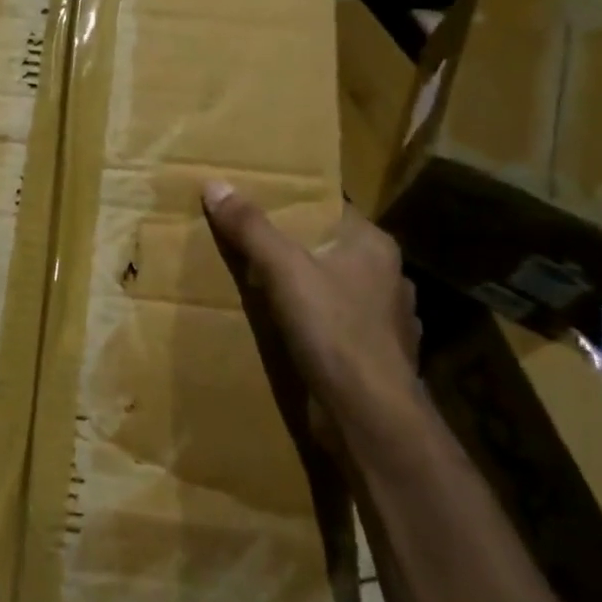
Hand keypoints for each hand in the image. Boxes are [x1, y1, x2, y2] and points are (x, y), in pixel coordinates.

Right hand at [201, 182, 420, 444]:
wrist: (371, 418)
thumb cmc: (334, 331)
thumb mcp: (283, 270)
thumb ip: (251, 227)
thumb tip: (216, 183)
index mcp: (373, 247)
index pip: (332, 208)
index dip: (295, 203)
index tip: (258, 199)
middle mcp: (386, 278)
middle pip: (330, 248)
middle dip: (293, 246)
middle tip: (248, 239)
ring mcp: (384, 321)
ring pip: (334, 289)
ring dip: (305, 287)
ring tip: (261, 284)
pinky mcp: (373, 356)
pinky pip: (336, 326)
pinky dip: (313, 323)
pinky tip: (287, 328)